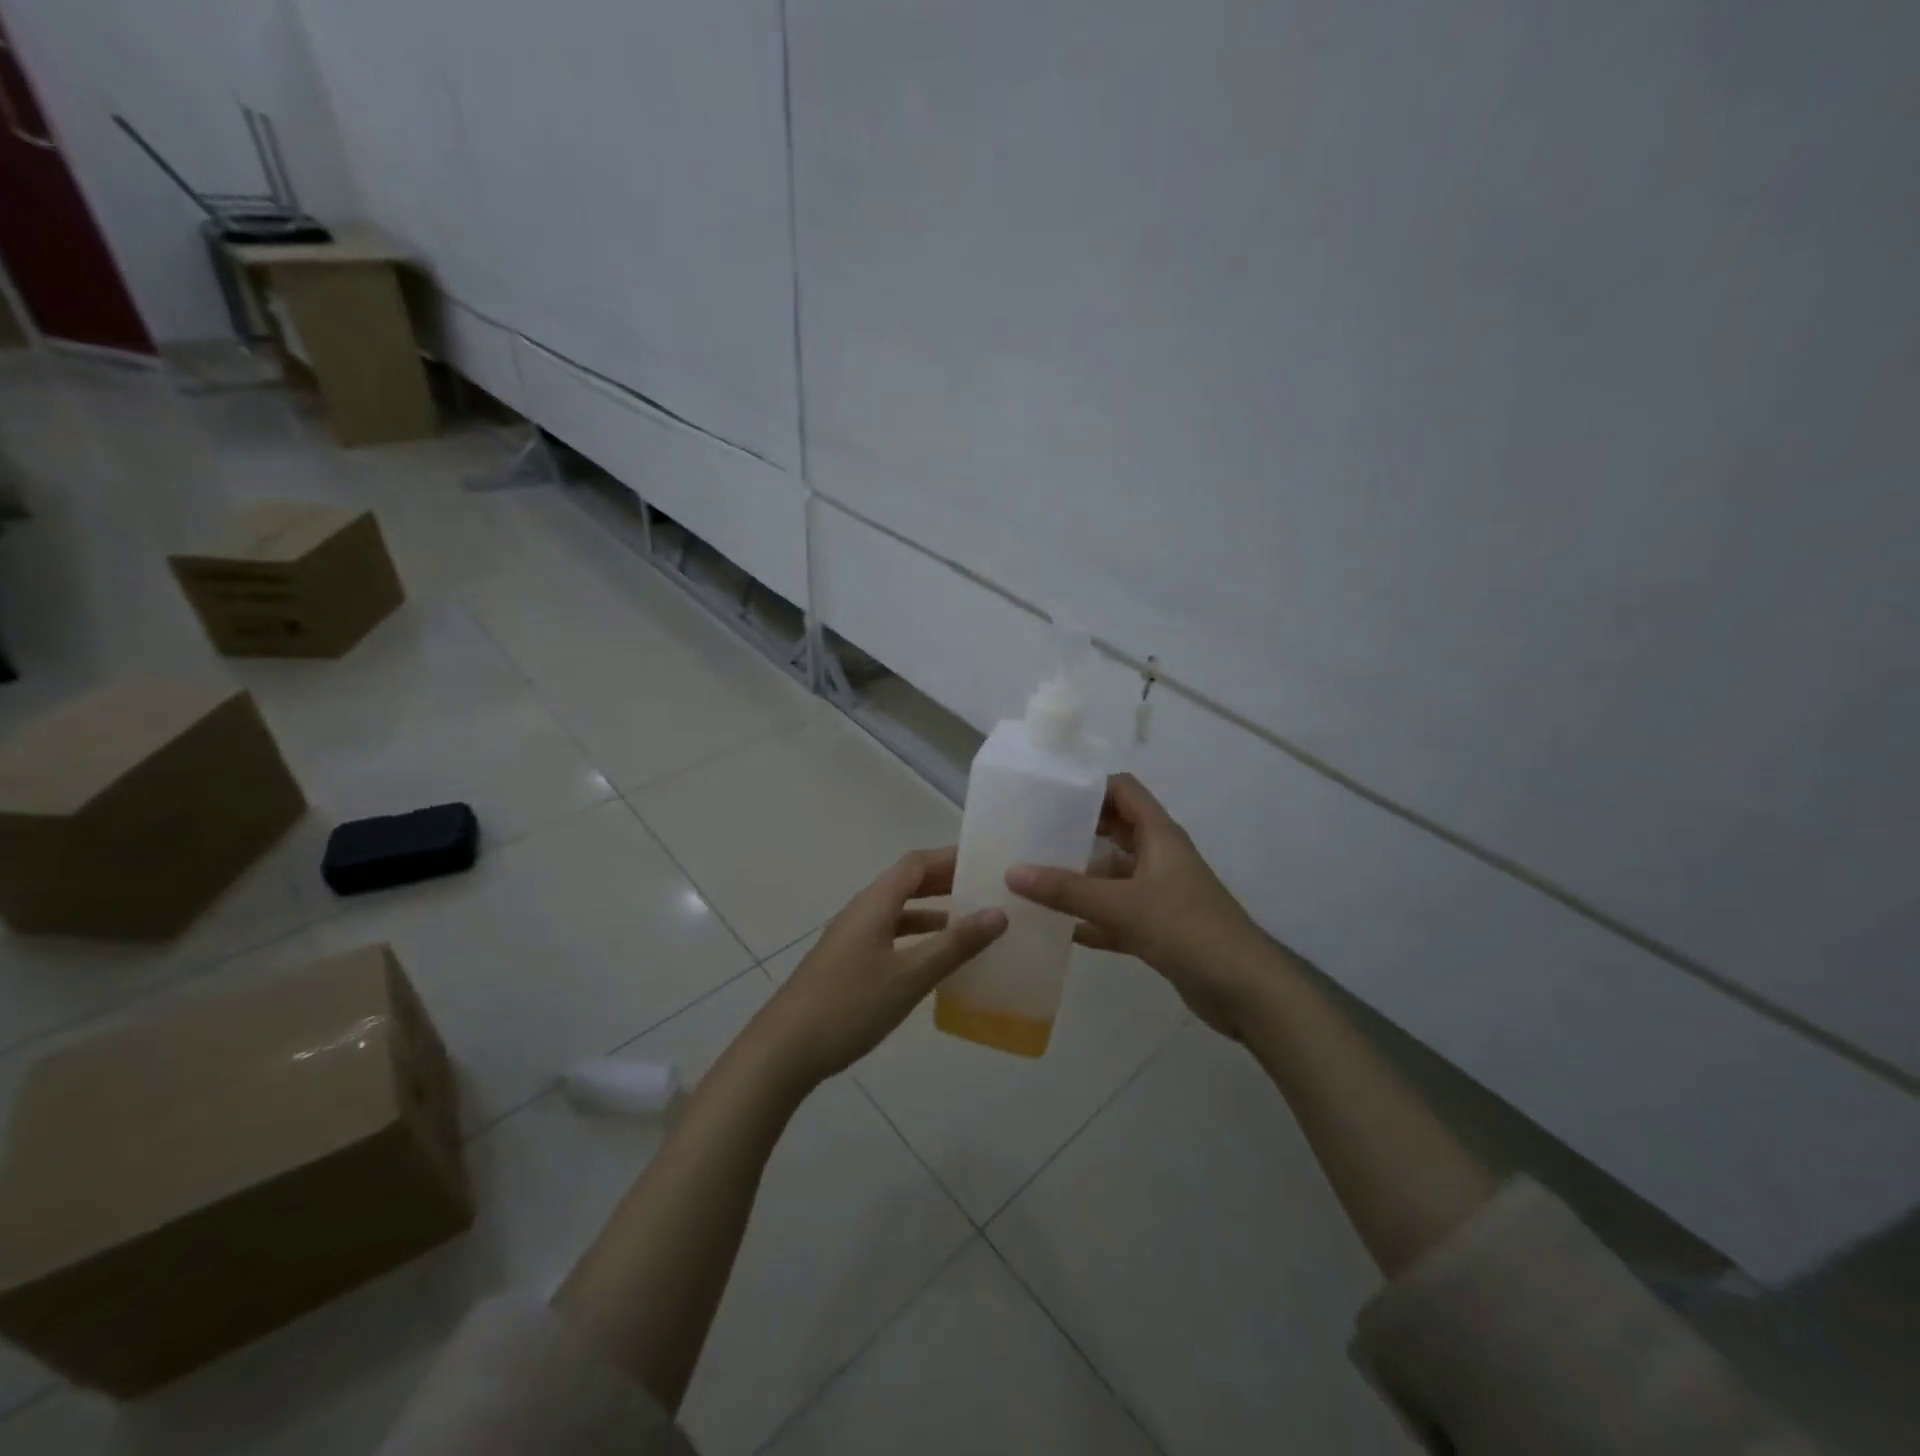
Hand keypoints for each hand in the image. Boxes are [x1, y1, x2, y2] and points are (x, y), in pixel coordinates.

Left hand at [750, 848, 1006, 1089]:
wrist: (784, 1050)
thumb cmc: (850, 1005)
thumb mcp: (910, 976)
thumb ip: (955, 945)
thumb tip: (998, 913)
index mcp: (874, 904)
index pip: (916, 864)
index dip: (949, 858)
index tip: (984, 861)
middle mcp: (861, 912)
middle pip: (906, 884)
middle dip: (943, 882)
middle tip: (983, 889)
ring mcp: (850, 938)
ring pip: (897, 912)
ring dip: (931, 912)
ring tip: (968, 924)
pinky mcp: (846, 963)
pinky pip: (888, 936)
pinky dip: (915, 938)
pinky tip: (932, 962)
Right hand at [1006, 774, 1276, 1038]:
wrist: (1245, 990)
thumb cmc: (1187, 930)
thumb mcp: (1122, 906)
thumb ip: (1067, 890)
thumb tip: (1012, 872)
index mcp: (1159, 835)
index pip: (1123, 790)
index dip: (1090, 785)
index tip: (1048, 792)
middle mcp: (1160, 857)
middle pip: (1115, 830)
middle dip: (1077, 830)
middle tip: (1033, 833)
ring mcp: (1161, 893)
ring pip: (1114, 875)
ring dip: (1081, 877)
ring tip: (1034, 879)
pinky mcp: (1160, 928)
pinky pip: (1118, 914)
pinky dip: (1093, 919)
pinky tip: (1059, 929)